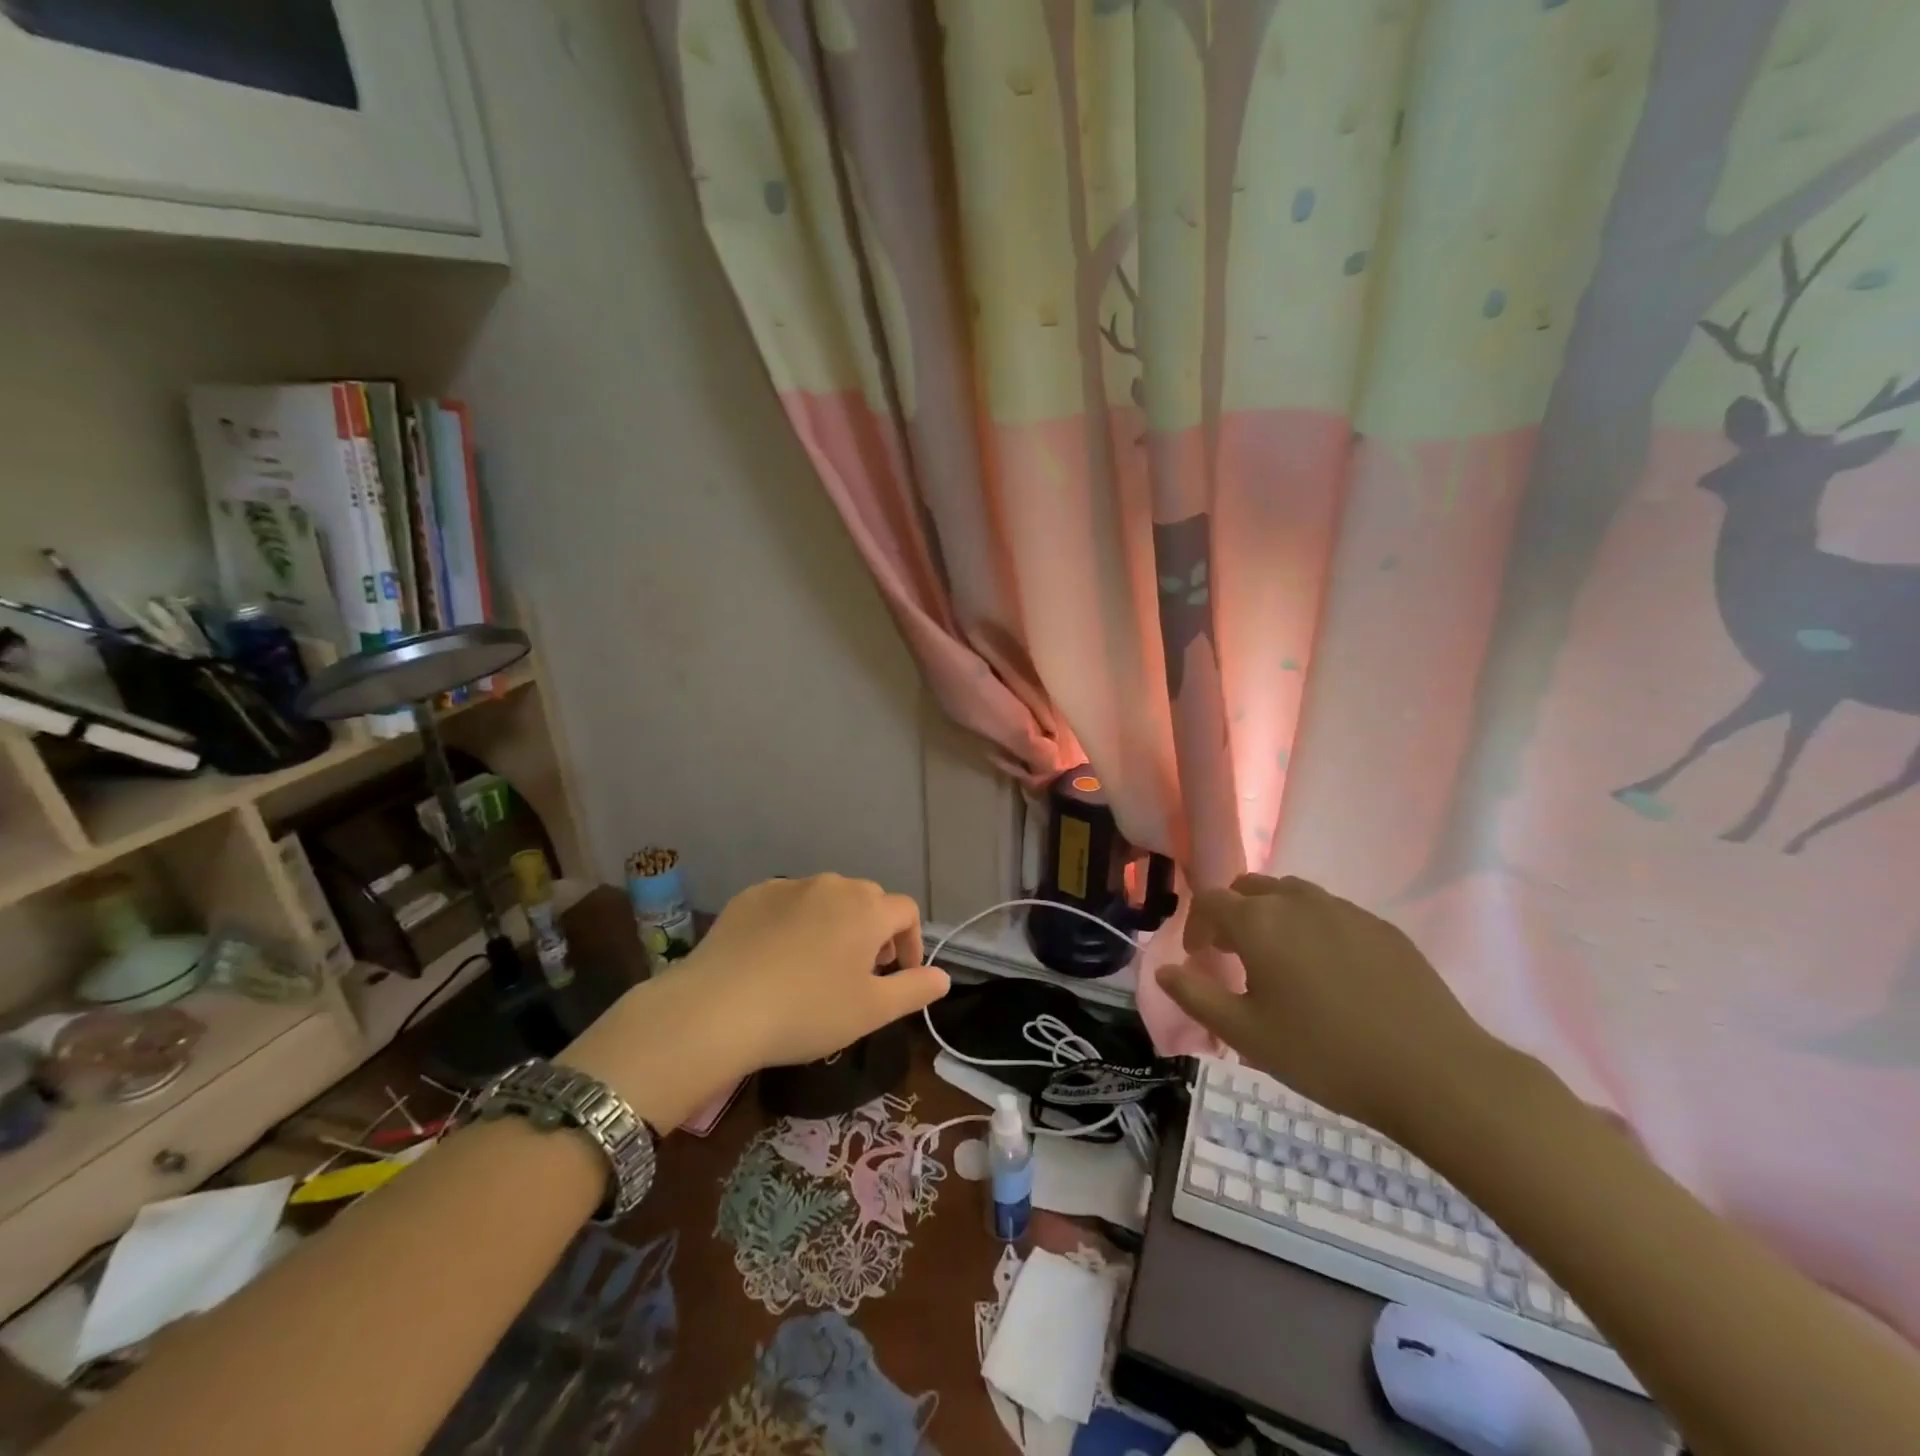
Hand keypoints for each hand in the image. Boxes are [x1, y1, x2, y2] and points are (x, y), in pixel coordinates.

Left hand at [684, 874, 948, 1069]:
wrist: (718, 1008)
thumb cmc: (806, 1011)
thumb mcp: (871, 1011)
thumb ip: (915, 989)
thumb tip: (944, 977)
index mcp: (866, 909)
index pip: (906, 911)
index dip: (910, 942)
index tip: (898, 975)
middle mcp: (832, 885)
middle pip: (867, 900)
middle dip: (874, 931)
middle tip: (860, 972)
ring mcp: (788, 886)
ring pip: (827, 898)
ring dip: (835, 924)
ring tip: (819, 964)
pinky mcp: (752, 895)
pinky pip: (788, 902)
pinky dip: (795, 922)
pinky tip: (778, 956)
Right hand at [1157, 875, 1499, 1140]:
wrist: (1434, 1073)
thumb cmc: (1326, 1055)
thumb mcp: (1247, 1035)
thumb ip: (1196, 996)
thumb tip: (1162, 970)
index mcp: (1259, 923)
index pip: (1210, 901)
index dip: (1196, 926)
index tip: (1199, 959)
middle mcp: (1298, 902)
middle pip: (1250, 888)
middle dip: (1233, 915)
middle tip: (1236, 957)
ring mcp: (1344, 910)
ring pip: (1292, 895)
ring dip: (1273, 917)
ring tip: (1282, 962)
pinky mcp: (1381, 926)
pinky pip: (1332, 912)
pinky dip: (1314, 928)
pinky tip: (1331, 974)